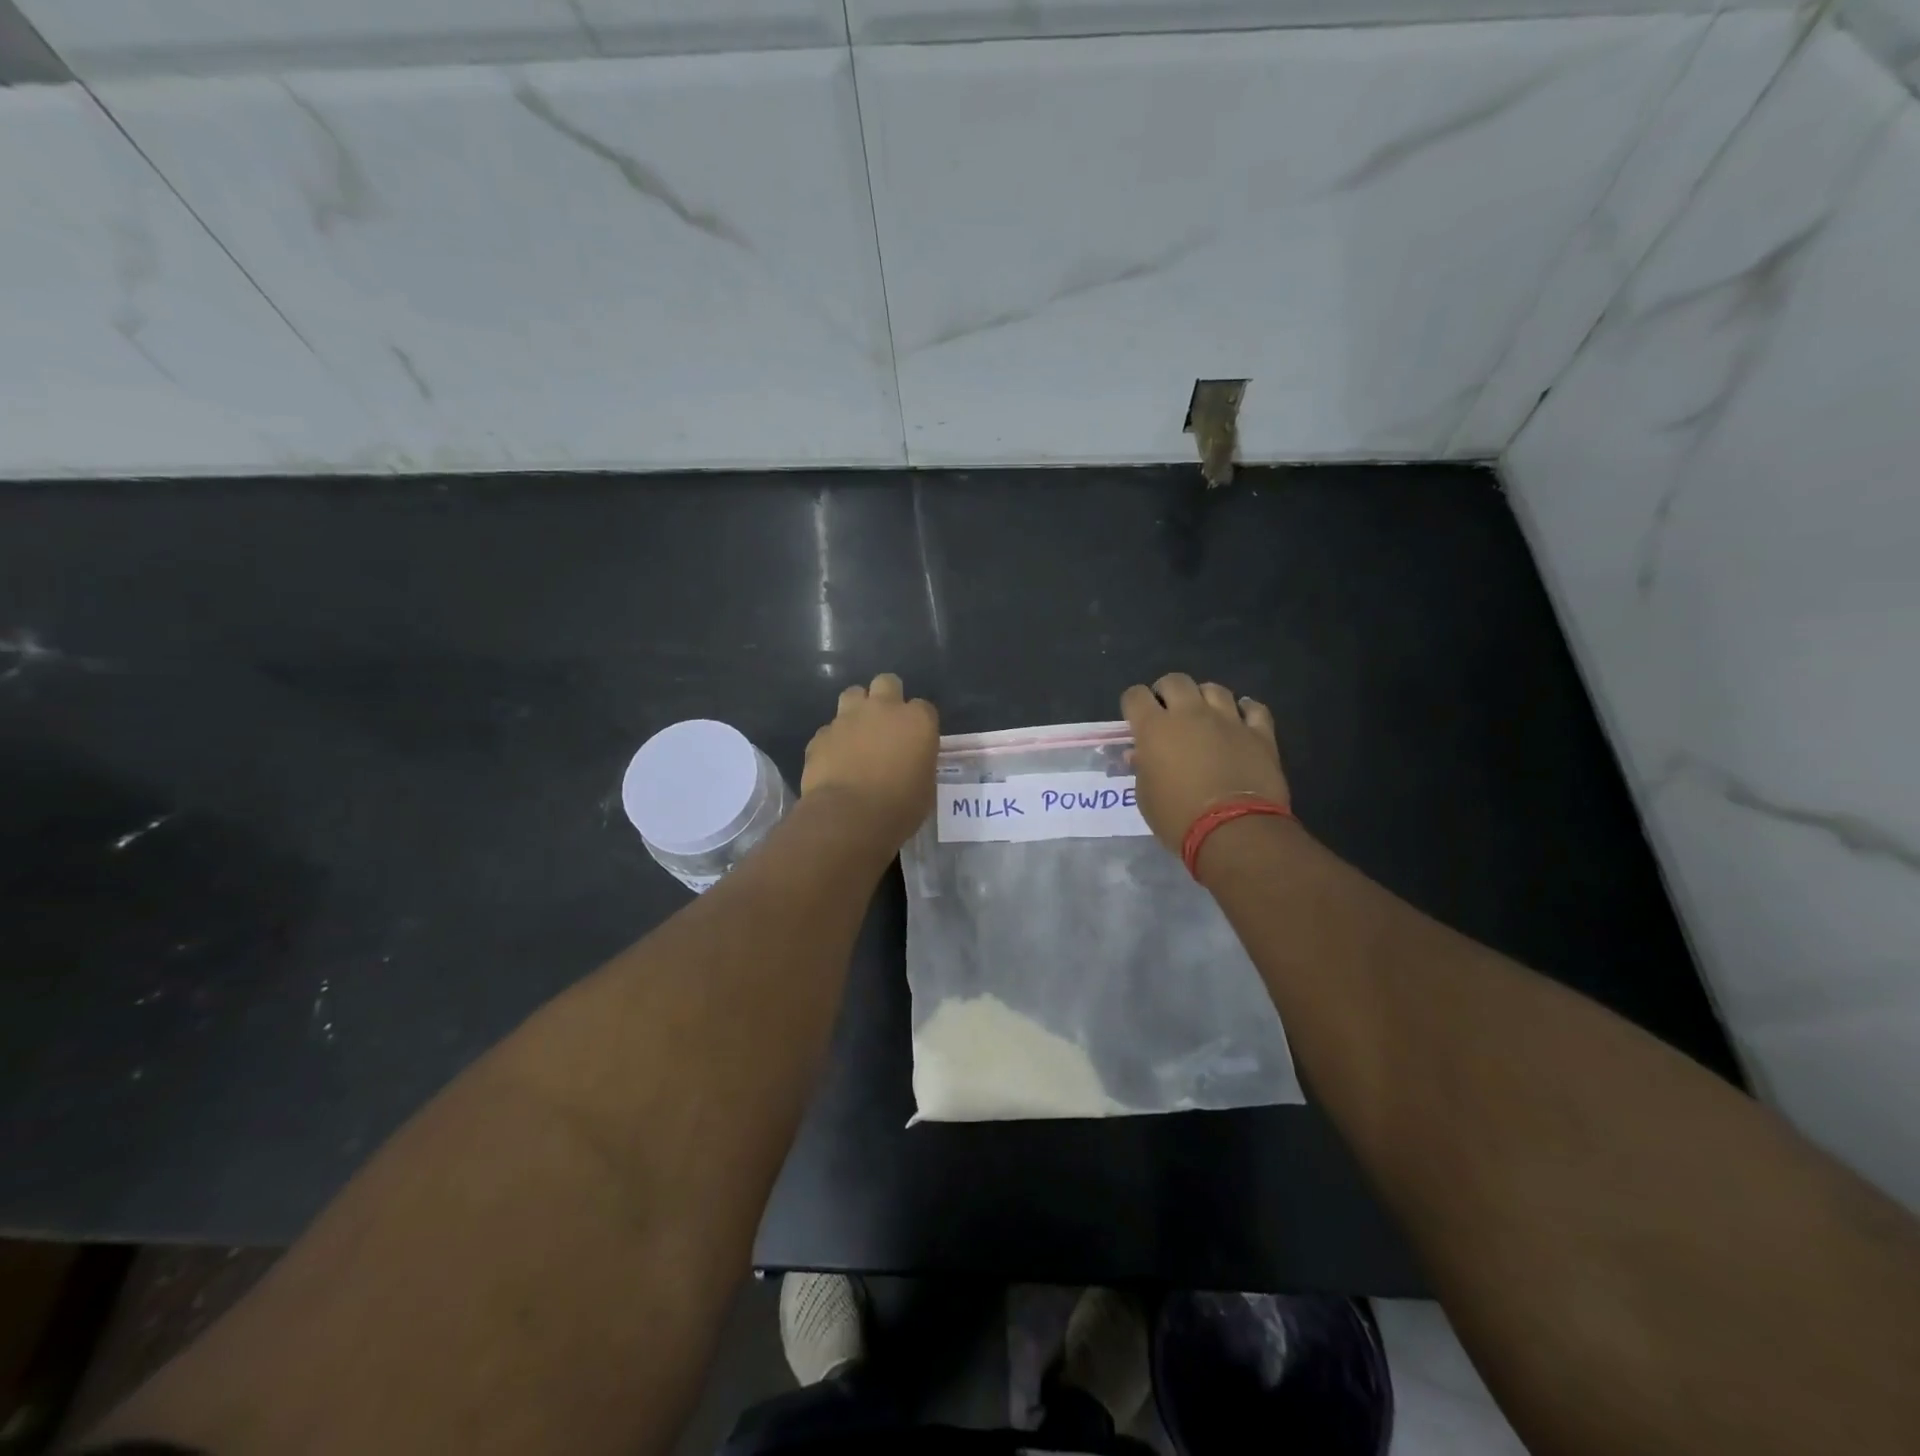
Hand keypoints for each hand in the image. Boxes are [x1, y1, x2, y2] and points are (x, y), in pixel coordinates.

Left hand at [801, 672, 938, 847]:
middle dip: (887, 697)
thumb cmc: (899, 808)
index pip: (924, 707)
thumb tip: (913, 763)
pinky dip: (834, 739)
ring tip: (858, 732)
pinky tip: (835, 759)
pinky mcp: (821, 734)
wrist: (848, 817)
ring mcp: (848, 718)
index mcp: (917, 721)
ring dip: (858, 708)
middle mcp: (883, 709)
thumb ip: (920, 764)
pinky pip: (830, 729)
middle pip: (887, 683)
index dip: (919, 723)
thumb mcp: (925, 788)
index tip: (916, 740)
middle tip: (886, 723)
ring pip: (853, 694)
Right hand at [1121, 673, 1289, 852]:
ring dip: (1204, 698)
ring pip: (1214, 689)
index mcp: (1154, 728)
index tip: (1135, 720)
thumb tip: (1141, 754)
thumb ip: (1142, 768)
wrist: (1234, 831)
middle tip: (1168, 713)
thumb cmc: (1178, 818)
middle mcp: (1190, 714)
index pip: (1135, 696)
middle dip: (1167, 692)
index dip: (1133, 705)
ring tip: (1204, 716)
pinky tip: (1241, 720)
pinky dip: (1245, 710)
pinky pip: (1253, 708)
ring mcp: (1228, 720)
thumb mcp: (1146, 797)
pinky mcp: (1259, 733)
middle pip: (1175, 681)